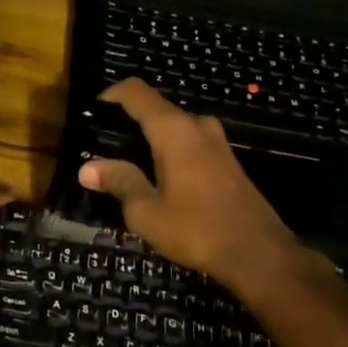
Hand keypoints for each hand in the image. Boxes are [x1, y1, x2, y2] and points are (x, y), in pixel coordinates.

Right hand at [79, 80, 323, 298]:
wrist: (259, 254)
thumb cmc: (198, 230)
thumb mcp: (147, 212)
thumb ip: (119, 182)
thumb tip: (88, 168)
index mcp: (174, 130)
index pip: (136, 92)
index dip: (110, 95)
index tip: (91, 113)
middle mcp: (197, 126)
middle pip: (155, 109)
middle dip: (127, 122)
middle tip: (103, 148)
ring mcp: (217, 142)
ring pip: (175, 127)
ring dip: (150, 139)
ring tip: (127, 165)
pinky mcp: (228, 161)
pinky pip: (190, 143)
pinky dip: (169, 151)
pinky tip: (158, 179)